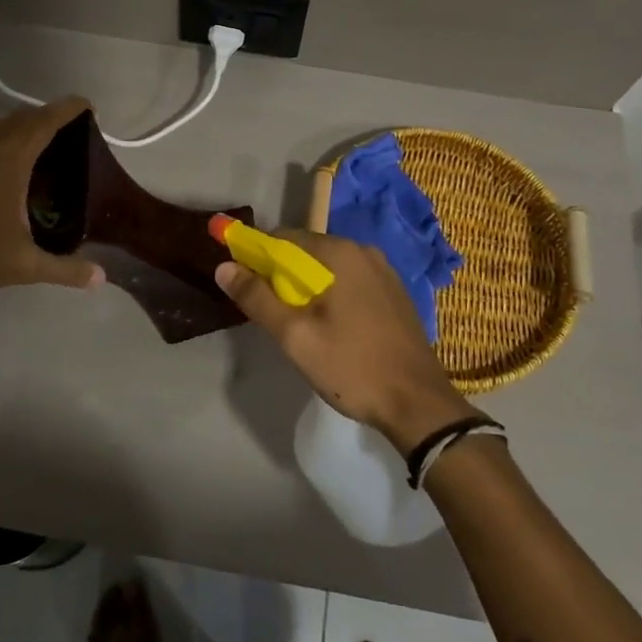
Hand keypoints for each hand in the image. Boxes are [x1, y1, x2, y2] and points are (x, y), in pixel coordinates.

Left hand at [0, 96, 104, 311]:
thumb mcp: (24, 266)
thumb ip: (65, 269)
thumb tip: (101, 278)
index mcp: (7, 161)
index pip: (43, 122)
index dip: (67, 109)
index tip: (88, 106)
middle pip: (21, 117)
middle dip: (48, 116)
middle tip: (72, 134)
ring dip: (21, 126)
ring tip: (41, 147)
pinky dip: (0, 139)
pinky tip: (7, 169)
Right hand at [215, 231, 480, 452]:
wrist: (418, 403)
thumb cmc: (352, 367)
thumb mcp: (295, 336)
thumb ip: (257, 298)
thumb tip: (223, 267)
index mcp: (339, 253)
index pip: (282, 238)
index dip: (256, 258)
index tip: (245, 286)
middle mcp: (363, 251)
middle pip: (306, 251)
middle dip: (282, 275)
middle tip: (272, 315)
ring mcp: (383, 271)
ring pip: (329, 268)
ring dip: (307, 287)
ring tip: (299, 326)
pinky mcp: (394, 292)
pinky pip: (351, 281)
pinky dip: (332, 294)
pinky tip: (331, 328)